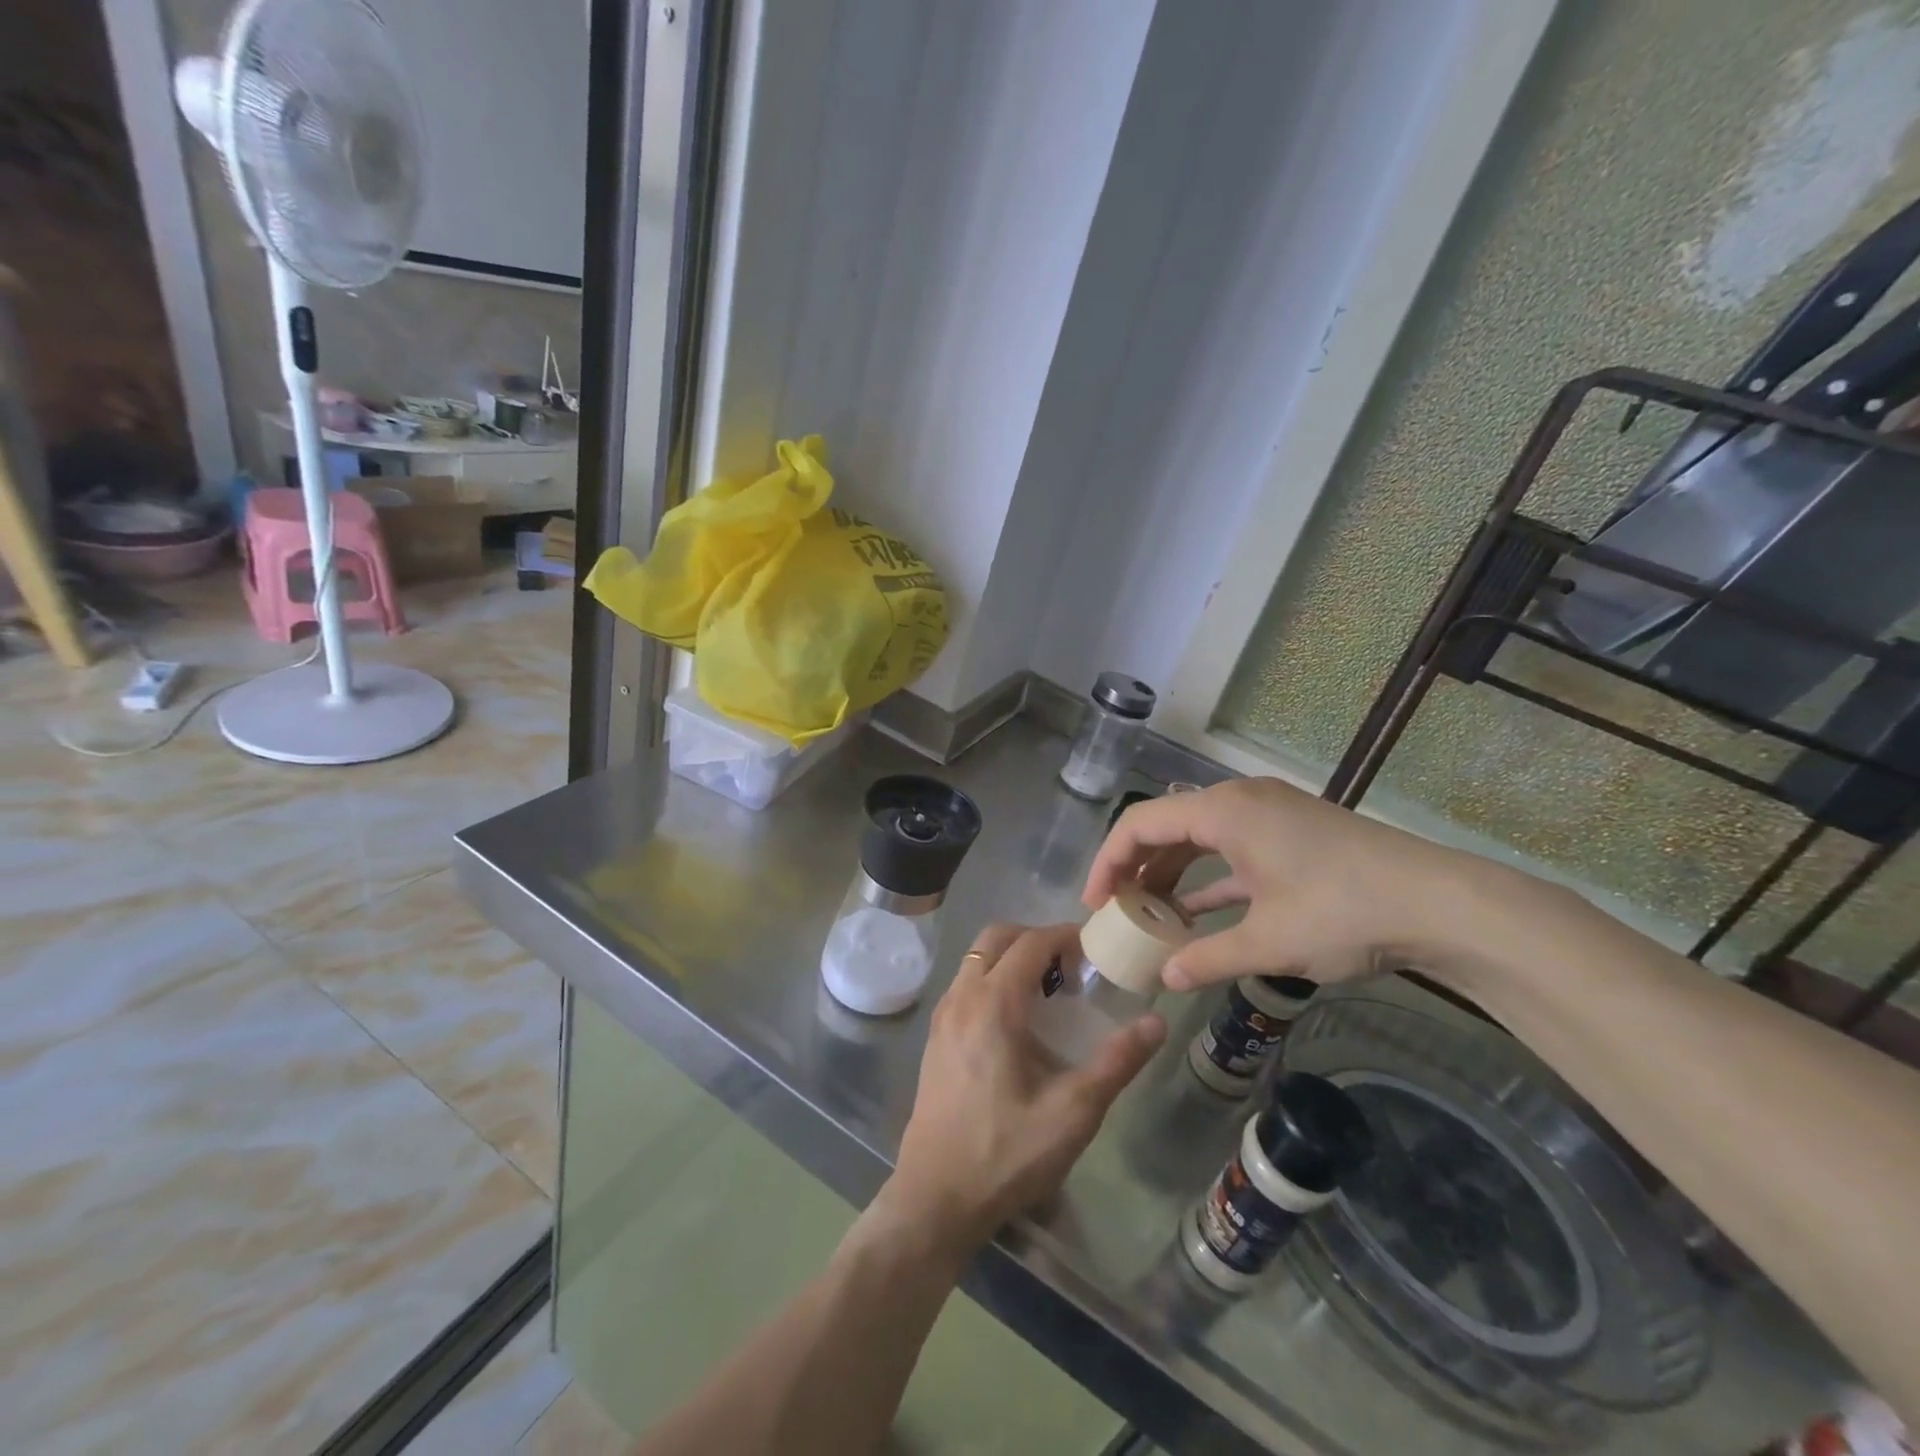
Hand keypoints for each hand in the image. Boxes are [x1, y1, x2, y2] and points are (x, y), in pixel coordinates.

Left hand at [885, 923, 1166, 1250]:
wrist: (936, 1197)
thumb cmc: (1007, 1153)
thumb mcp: (1073, 1112)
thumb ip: (1117, 1062)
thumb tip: (1156, 1023)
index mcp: (994, 1003)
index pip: (1031, 943)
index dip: (1065, 936)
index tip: (1095, 947)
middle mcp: (962, 997)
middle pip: (997, 937)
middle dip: (1035, 938)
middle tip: (1071, 966)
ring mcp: (943, 1015)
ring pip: (976, 958)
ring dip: (1011, 957)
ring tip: (1048, 991)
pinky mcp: (935, 1036)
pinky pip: (965, 983)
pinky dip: (992, 977)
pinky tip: (1016, 1020)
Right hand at [1084, 776, 1483, 990]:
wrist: (1443, 904)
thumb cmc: (1344, 911)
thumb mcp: (1268, 941)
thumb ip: (1207, 958)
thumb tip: (1164, 978)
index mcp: (1224, 811)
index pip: (1140, 824)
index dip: (1108, 862)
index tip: (1094, 904)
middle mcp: (1240, 802)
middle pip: (1166, 827)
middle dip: (1135, 869)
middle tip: (1116, 912)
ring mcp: (1269, 816)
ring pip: (1198, 839)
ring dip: (1171, 876)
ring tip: (1150, 917)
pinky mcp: (1291, 835)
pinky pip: (1230, 850)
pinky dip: (1208, 880)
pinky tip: (1195, 915)